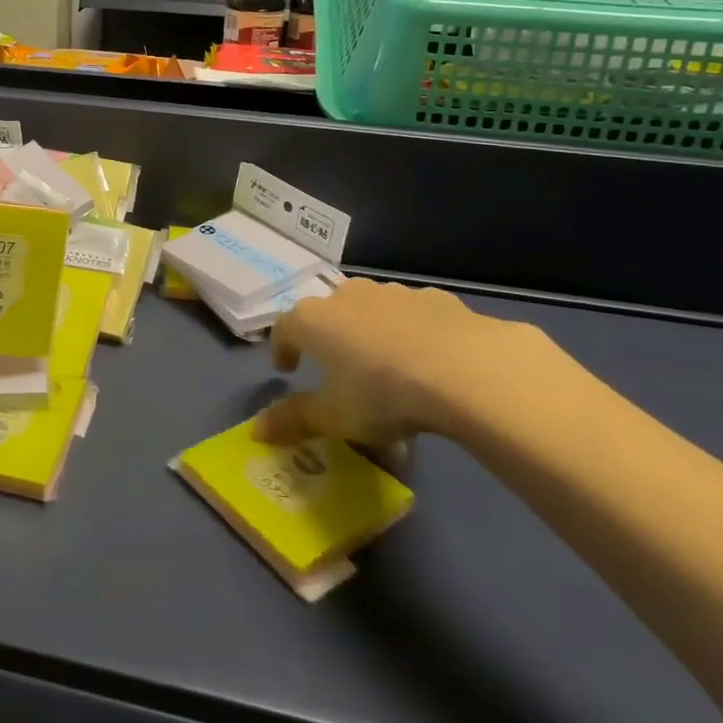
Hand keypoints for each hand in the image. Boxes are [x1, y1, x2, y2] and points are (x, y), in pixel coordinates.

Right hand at [255, 279, 560, 453]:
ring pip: (370, 310)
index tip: (287, 370)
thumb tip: (257, 430)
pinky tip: (428, 360)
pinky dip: (410, 332)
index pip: (284, 328)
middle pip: (326, 313)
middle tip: (337, 369)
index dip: (282, 349)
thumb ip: (294, 420)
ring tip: (386, 367)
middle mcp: (346, 296)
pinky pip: (412, 315)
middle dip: (327, 338)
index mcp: (313, 320)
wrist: (465, 369)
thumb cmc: (383, 394)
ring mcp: (391, 292)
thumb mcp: (335, 418)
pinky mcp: (434, 298)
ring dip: (369, 332)